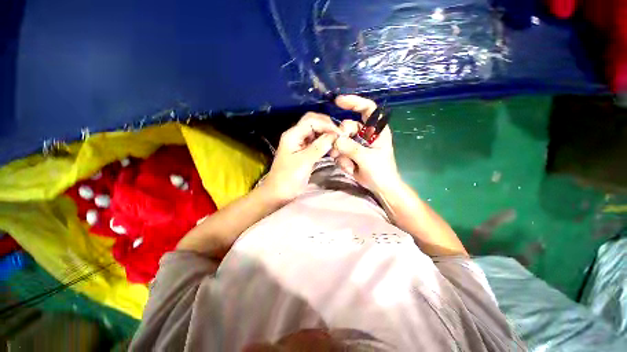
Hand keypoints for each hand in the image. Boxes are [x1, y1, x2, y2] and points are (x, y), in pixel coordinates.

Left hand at [263, 112, 339, 202]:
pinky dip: (325, 143)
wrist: (279, 193)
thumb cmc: (289, 178)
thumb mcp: (304, 161)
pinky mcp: (304, 152)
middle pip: (313, 123)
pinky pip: (316, 142)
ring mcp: (300, 144)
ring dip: (327, 135)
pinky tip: (332, 149)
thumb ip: (319, 147)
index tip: (340, 134)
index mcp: (292, 135)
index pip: (311, 121)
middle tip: (340, 136)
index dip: (326, 125)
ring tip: (338, 143)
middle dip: (327, 127)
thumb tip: (334, 135)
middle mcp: (296, 135)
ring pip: (316, 132)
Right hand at [331, 95, 401, 194]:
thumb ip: (352, 148)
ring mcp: (356, 143)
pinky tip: (348, 167)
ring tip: (347, 163)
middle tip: (340, 149)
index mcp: (376, 130)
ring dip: (340, 151)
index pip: (367, 109)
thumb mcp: (368, 159)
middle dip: (342, 137)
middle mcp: (365, 134)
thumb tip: (336, 140)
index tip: (338, 102)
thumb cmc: (381, 171)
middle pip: (348, 126)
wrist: (380, 187)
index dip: (354, 102)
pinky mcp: (349, 152)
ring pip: (341, 140)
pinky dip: (341, 159)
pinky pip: (339, 151)